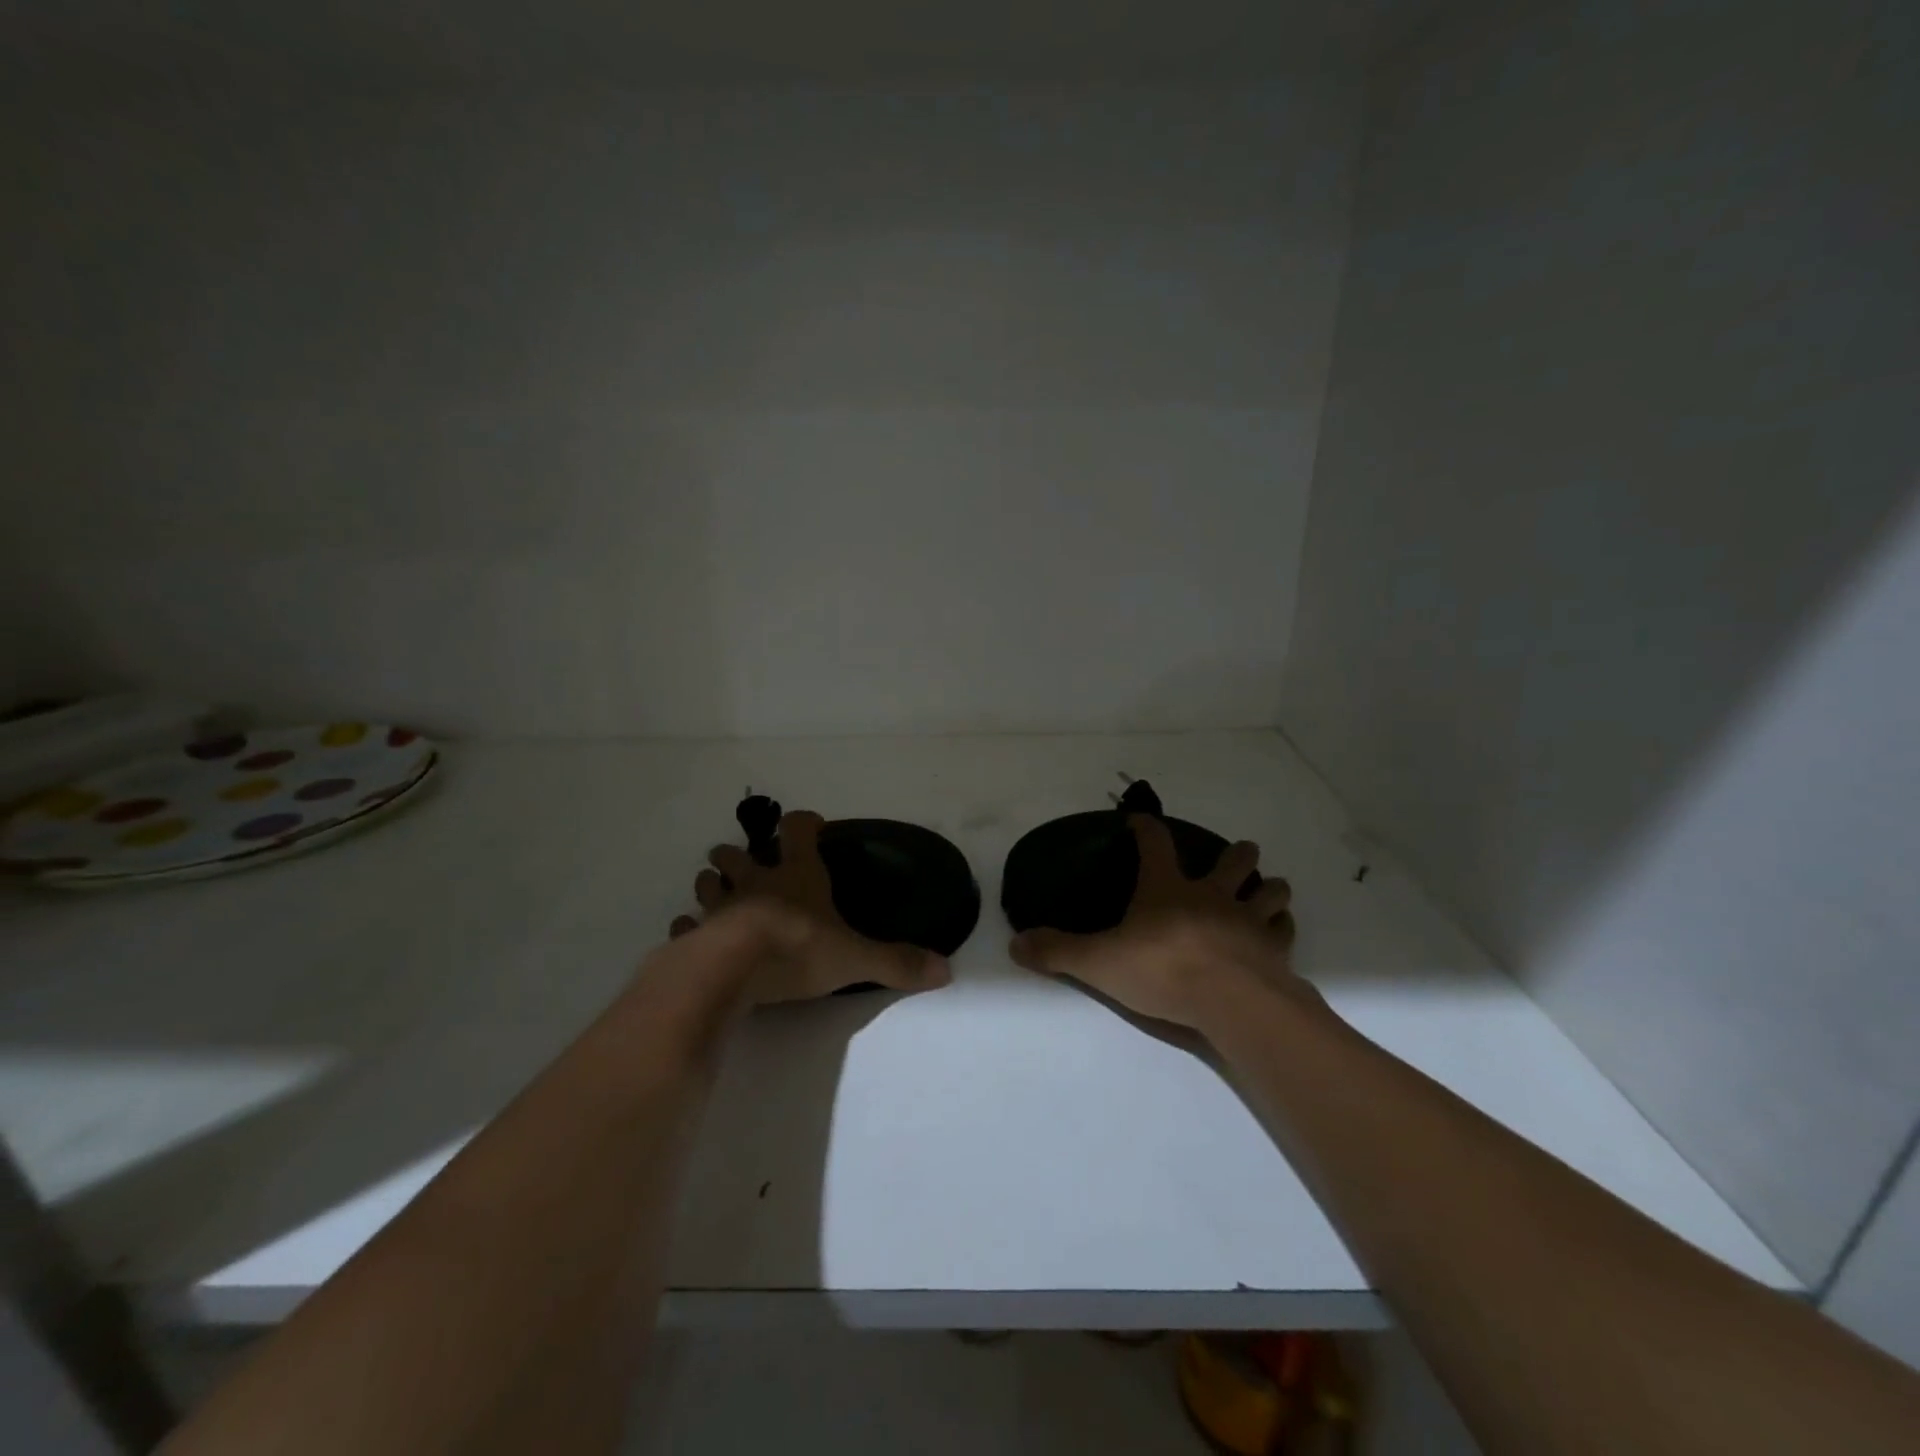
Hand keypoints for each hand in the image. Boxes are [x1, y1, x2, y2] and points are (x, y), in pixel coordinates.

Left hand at [669, 809, 951, 1004]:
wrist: (734, 970)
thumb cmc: (798, 949)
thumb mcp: (855, 958)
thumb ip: (897, 962)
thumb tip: (946, 971)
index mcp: (796, 876)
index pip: (798, 830)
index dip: (804, 823)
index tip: (811, 826)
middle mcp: (756, 882)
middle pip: (738, 853)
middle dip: (739, 854)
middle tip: (746, 862)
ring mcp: (720, 907)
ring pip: (709, 882)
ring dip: (712, 884)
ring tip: (718, 892)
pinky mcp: (694, 935)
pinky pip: (685, 925)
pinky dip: (688, 927)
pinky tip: (692, 933)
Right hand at [1008, 814, 1308, 1030]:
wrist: (1231, 1001)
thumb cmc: (1162, 970)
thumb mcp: (1098, 962)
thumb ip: (1058, 952)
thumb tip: (1015, 944)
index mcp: (1167, 889)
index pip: (1155, 843)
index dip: (1146, 828)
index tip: (1140, 819)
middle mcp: (1211, 895)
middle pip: (1231, 862)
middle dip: (1237, 854)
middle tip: (1241, 852)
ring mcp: (1248, 921)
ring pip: (1267, 892)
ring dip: (1269, 887)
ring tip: (1270, 886)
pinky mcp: (1273, 950)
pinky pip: (1285, 931)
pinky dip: (1283, 927)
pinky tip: (1281, 930)